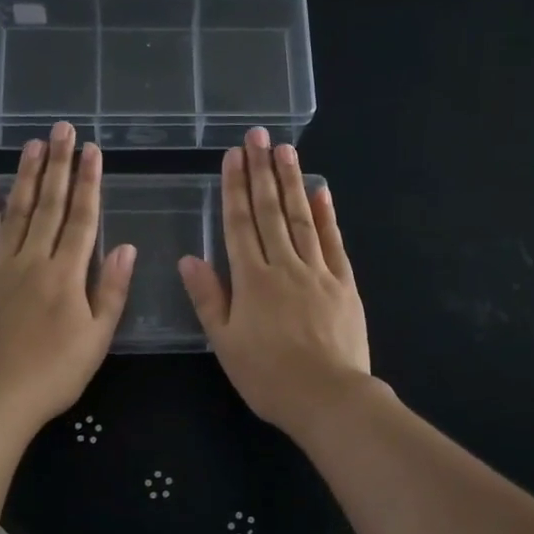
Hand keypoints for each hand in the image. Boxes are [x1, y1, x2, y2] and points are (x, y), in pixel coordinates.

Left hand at [0, 121, 135, 427]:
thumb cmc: (54, 371)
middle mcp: (34, 259)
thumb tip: (126, 247)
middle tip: (61, 129)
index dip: (89, 182)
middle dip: (57, 165)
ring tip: (32, 145)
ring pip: (15, 212)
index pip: (83, 218)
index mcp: (67, 273)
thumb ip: (111, 290)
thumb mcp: (97, 337)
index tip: (92, 151)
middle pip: (49, 205)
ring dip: (26, 177)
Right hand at [179, 127, 374, 440]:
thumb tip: (189, 258)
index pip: (239, 224)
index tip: (233, 156)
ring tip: (286, 150)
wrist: (328, 398)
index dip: (234, 188)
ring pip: (302, 218)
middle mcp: (284, 266)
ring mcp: (318, 272)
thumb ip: (208, 298)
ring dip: (292, 182)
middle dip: (262, 171)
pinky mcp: (344, 284)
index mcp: (252, 280)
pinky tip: (322, 190)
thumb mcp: (225, 343)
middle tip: (259, 135)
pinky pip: (334, 242)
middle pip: (270, 212)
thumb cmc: (268, 376)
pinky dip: (327, 215)